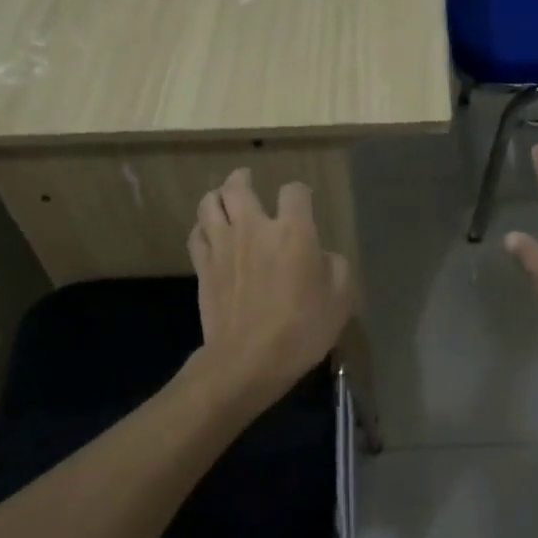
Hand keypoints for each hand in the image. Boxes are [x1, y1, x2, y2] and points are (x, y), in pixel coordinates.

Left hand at [187, 168, 354, 409]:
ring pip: (210, 203)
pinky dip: (202, 227)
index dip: (300, 194)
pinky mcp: (203, 266)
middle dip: (243, 178)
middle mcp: (254, 228)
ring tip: (223, 198)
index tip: (302, 204)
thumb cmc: (302, 329)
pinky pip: (196, 233)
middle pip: (239, 186)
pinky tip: (208, 232)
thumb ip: (335, 267)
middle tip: (247, 179)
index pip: (295, 191)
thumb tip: (322, 255)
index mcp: (293, 231)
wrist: (249, 359)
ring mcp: (223, 245)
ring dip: (217, 196)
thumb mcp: (341, 299)